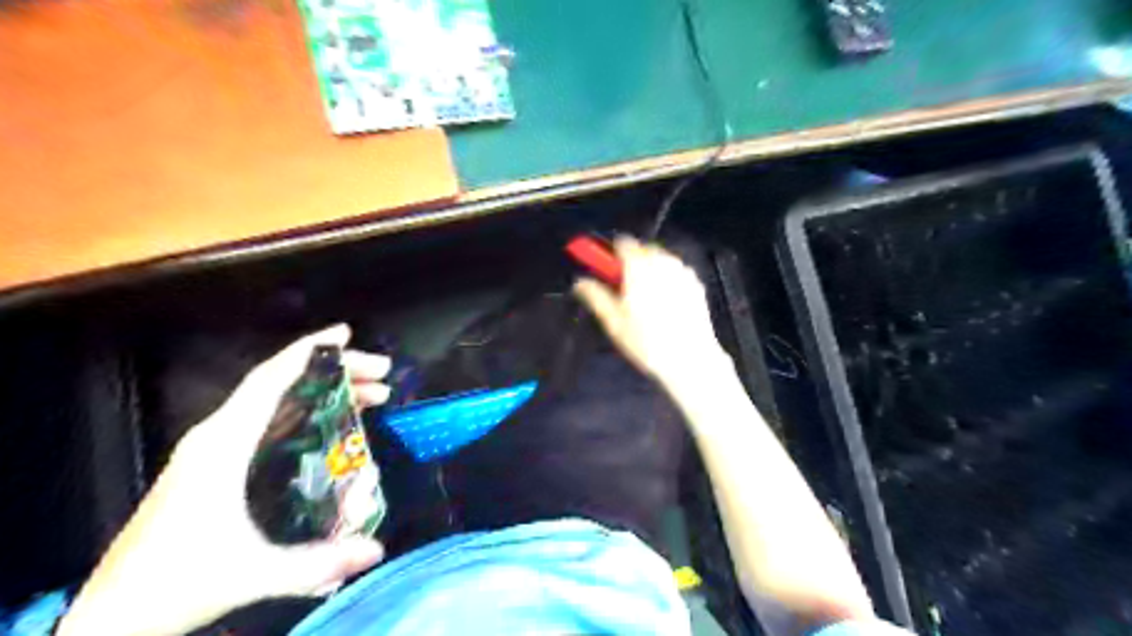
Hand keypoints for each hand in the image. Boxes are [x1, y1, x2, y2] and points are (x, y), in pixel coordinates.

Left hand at [59, 329, 395, 635]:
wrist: (111, 618)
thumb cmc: (174, 583)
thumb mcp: (252, 573)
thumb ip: (317, 563)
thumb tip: (376, 549)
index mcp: (221, 445)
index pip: (269, 381)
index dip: (309, 351)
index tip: (346, 334)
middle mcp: (218, 437)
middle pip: (282, 386)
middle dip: (335, 374)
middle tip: (381, 375)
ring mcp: (216, 450)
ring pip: (278, 404)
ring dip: (325, 393)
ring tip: (371, 397)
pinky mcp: (218, 466)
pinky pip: (271, 423)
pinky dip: (307, 413)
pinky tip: (333, 426)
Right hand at [577, 238, 734, 387]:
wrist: (690, 359)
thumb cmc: (646, 341)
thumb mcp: (613, 322)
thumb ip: (595, 296)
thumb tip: (579, 282)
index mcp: (638, 266)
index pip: (622, 243)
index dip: (611, 254)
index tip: (606, 271)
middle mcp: (662, 262)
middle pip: (642, 249)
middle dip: (631, 261)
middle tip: (624, 288)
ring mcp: (682, 271)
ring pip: (661, 259)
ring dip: (650, 268)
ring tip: (645, 297)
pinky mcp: (697, 284)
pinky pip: (676, 271)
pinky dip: (667, 278)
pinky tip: (665, 303)